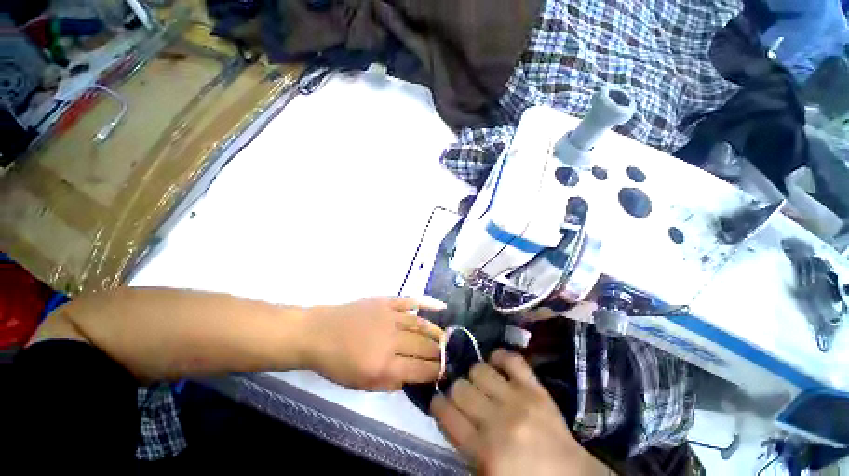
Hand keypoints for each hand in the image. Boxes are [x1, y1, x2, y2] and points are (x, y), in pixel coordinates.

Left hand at [303, 297, 445, 390]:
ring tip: (446, 337)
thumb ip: (390, 384)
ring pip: (420, 325)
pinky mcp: (385, 302)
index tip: (444, 371)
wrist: (319, 333)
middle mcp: (390, 341)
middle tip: (448, 355)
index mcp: (383, 366)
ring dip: (436, 332)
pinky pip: (409, 302)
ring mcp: (389, 317)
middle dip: (439, 353)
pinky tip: (440, 307)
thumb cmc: (337, 363)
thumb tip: (412, 377)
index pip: (419, 370)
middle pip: (423, 347)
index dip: (435, 372)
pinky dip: (426, 303)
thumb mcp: (361, 384)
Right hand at [431, 350, 608, 475]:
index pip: (446, 413)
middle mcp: (498, 421)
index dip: (437, 404)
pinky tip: (497, 366)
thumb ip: (463, 445)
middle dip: (457, 391)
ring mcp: (518, 400)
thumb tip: (449, 413)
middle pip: (460, 388)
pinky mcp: (535, 388)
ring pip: (479, 369)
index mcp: (484, 451)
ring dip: (476, 376)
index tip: (440, 403)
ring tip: (482, 385)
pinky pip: (511, 358)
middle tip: (464, 398)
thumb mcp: (485, 474)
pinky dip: (500, 357)